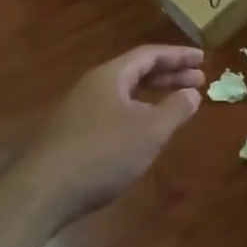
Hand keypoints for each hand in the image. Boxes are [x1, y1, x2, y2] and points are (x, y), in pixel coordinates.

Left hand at [14, 45, 203, 221]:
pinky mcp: (73, 133)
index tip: (202, 59)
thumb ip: (175, 109)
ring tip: (176, 103)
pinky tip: (144, 130)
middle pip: (136, 71)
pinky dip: (137, 112)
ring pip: (124, 92)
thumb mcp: (150, 131)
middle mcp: (93, 86)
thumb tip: (192, 93)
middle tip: (198, 80)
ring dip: (153, 94)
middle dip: (169, 74)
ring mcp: (80, 109)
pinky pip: (113, 110)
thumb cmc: (103, 153)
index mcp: (110, 76)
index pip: (149, 54)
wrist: (43, 192)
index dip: (178, 55)